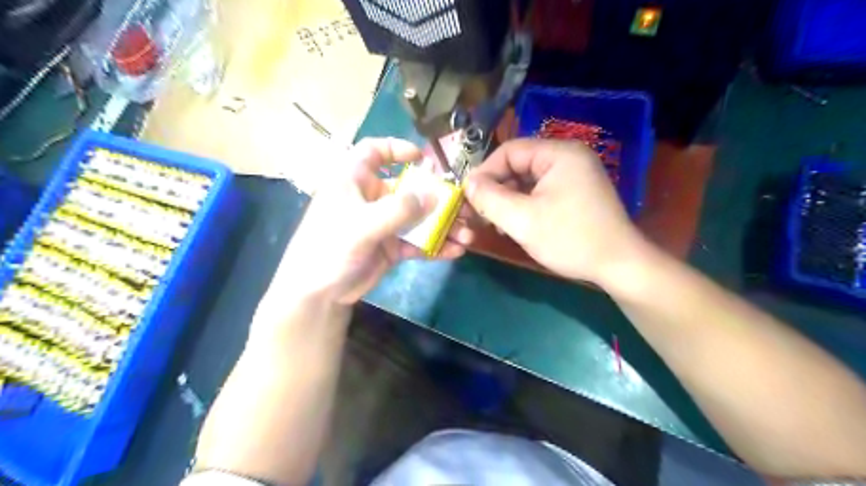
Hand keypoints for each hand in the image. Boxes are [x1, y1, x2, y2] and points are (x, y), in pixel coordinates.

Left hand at [270, 137, 472, 303]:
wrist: (317, 294)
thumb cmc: (330, 248)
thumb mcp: (362, 225)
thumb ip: (399, 209)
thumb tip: (435, 195)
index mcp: (354, 181)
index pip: (373, 152)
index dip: (397, 149)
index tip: (422, 159)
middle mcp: (371, 198)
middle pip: (409, 188)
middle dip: (438, 198)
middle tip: (464, 208)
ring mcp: (383, 224)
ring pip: (418, 218)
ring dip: (443, 226)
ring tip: (466, 236)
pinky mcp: (391, 247)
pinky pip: (418, 242)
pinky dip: (436, 246)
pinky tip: (455, 251)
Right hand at [466, 137, 641, 284]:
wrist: (618, 265)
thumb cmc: (570, 239)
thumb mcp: (523, 220)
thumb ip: (490, 199)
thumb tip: (468, 183)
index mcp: (559, 154)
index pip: (509, 151)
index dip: (484, 172)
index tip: (468, 197)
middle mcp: (568, 157)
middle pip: (518, 165)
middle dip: (496, 188)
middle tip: (479, 213)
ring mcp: (574, 175)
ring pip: (527, 180)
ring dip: (507, 199)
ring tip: (494, 223)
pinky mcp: (575, 192)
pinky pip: (540, 191)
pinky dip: (523, 205)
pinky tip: (514, 224)